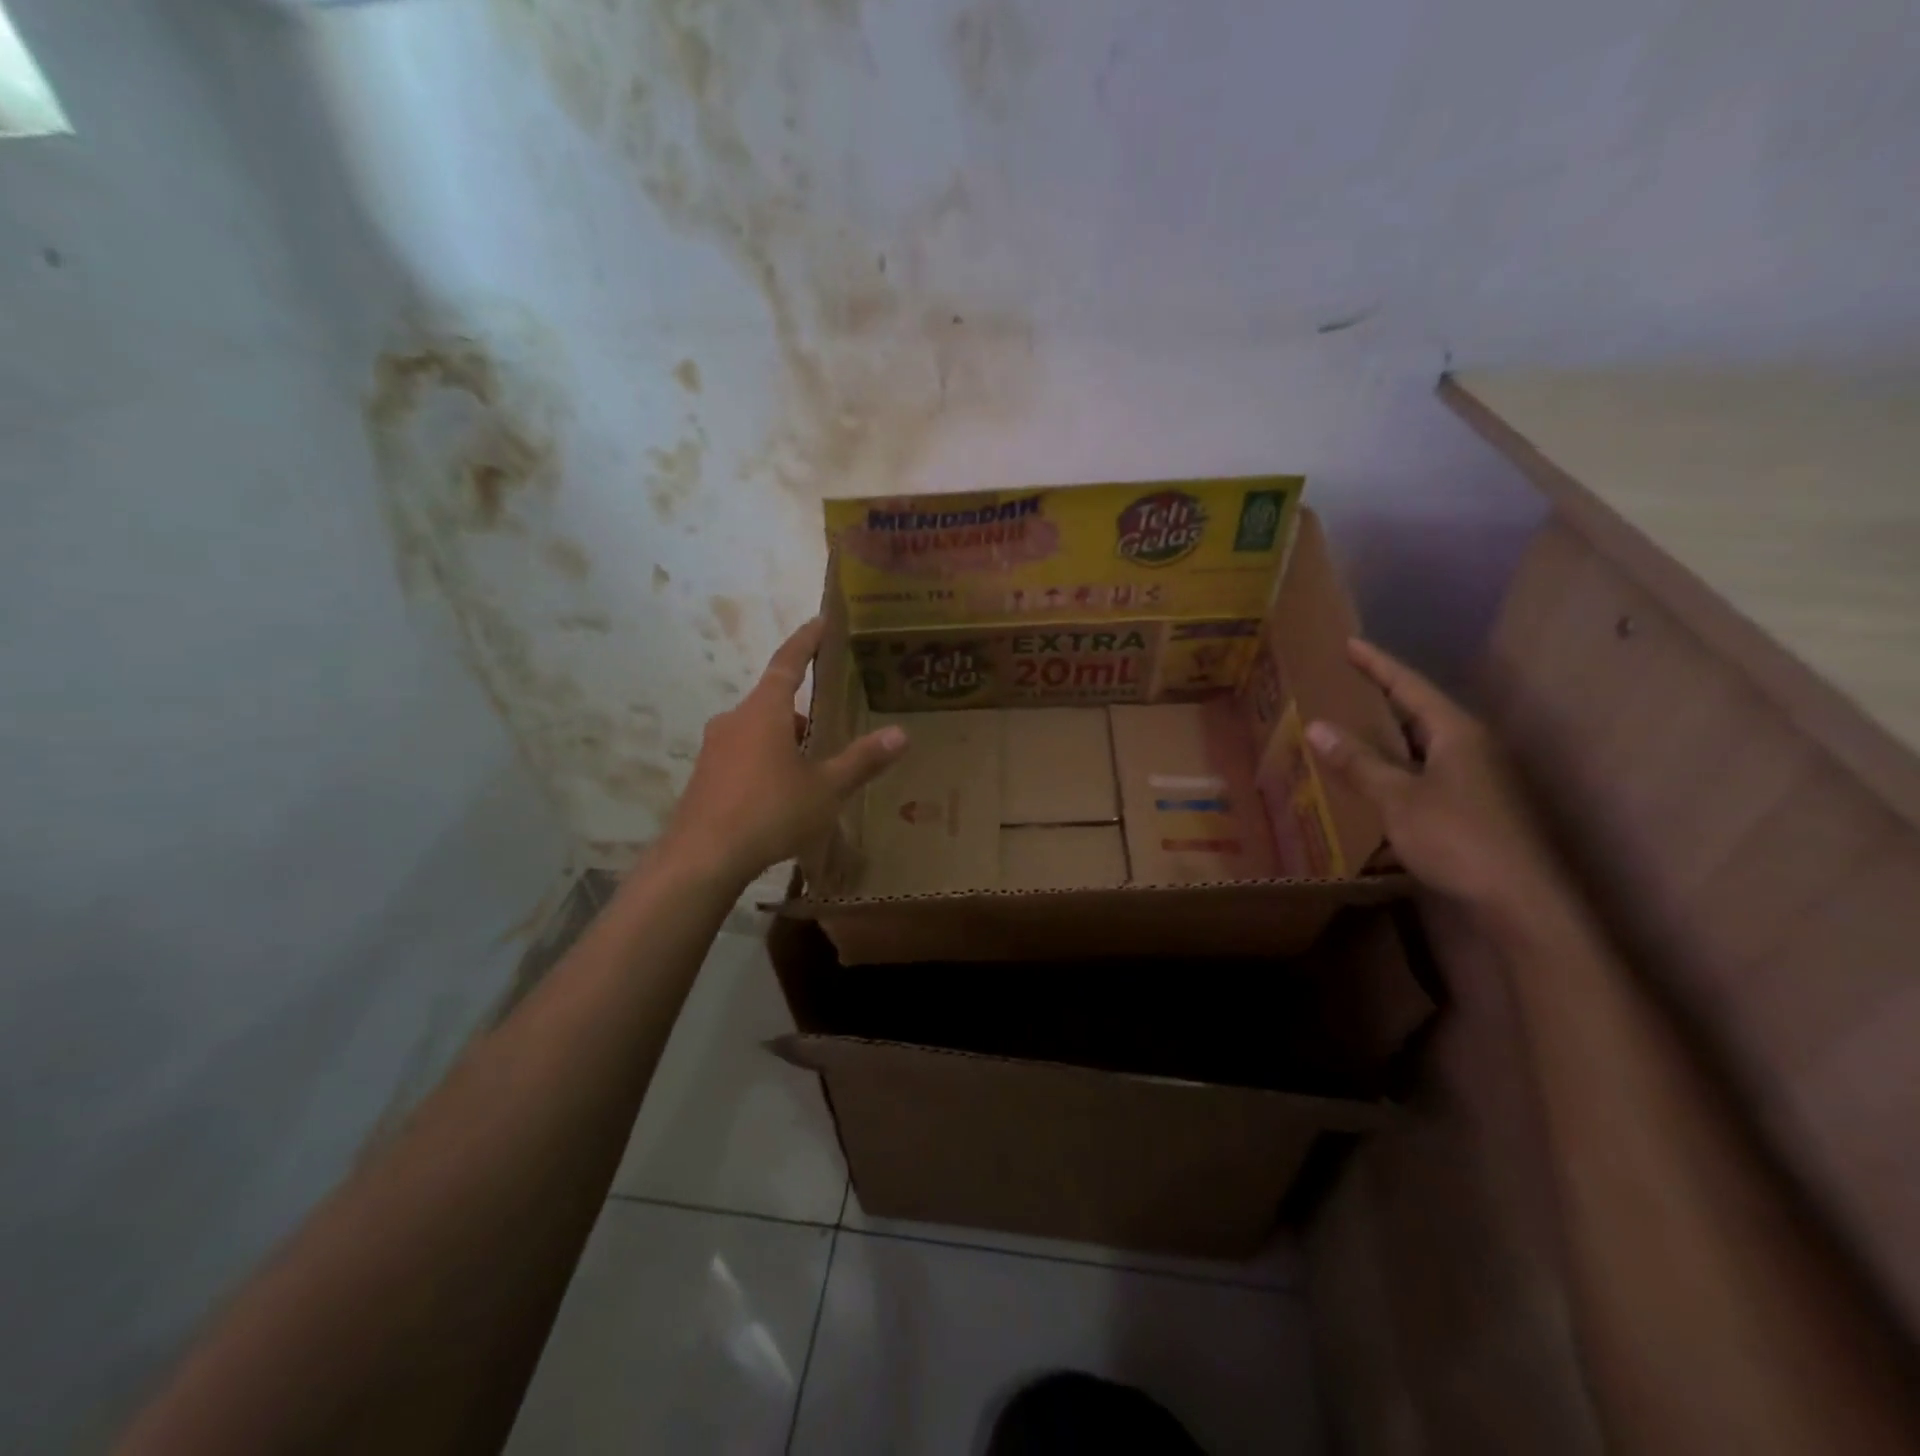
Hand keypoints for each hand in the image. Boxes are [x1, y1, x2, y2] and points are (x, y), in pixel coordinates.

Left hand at [658, 618, 907, 886]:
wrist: (701, 859)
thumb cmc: (770, 812)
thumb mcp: (826, 789)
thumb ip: (862, 760)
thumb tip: (901, 734)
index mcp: (765, 711)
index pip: (789, 661)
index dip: (808, 639)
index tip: (823, 621)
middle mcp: (735, 720)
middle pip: (774, 700)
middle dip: (805, 707)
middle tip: (835, 718)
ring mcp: (715, 749)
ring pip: (759, 730)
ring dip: (786, 738)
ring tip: (816, 765)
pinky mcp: (705, 777)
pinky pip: (744, 755)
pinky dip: (767, 760)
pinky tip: (784, 792)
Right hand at [1306, 639, 1564, 914]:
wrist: (1520, 902)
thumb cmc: (1458, 838)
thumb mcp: (1398, 798)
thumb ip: (1358, 762)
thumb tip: (1316, 726)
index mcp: (1457, 733)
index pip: (1410, 686)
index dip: (1377, 664)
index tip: (1349, 644)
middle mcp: (1471, 747)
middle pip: (1419, 711)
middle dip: (1379, 698)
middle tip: (1339, 686)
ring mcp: (1477, 778)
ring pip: (1422, 745)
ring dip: (1385, 737)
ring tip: (1346, 728)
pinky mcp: (1474, 807)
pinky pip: (1425, 772)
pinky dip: (1395, 768)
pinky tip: (1372, 779)